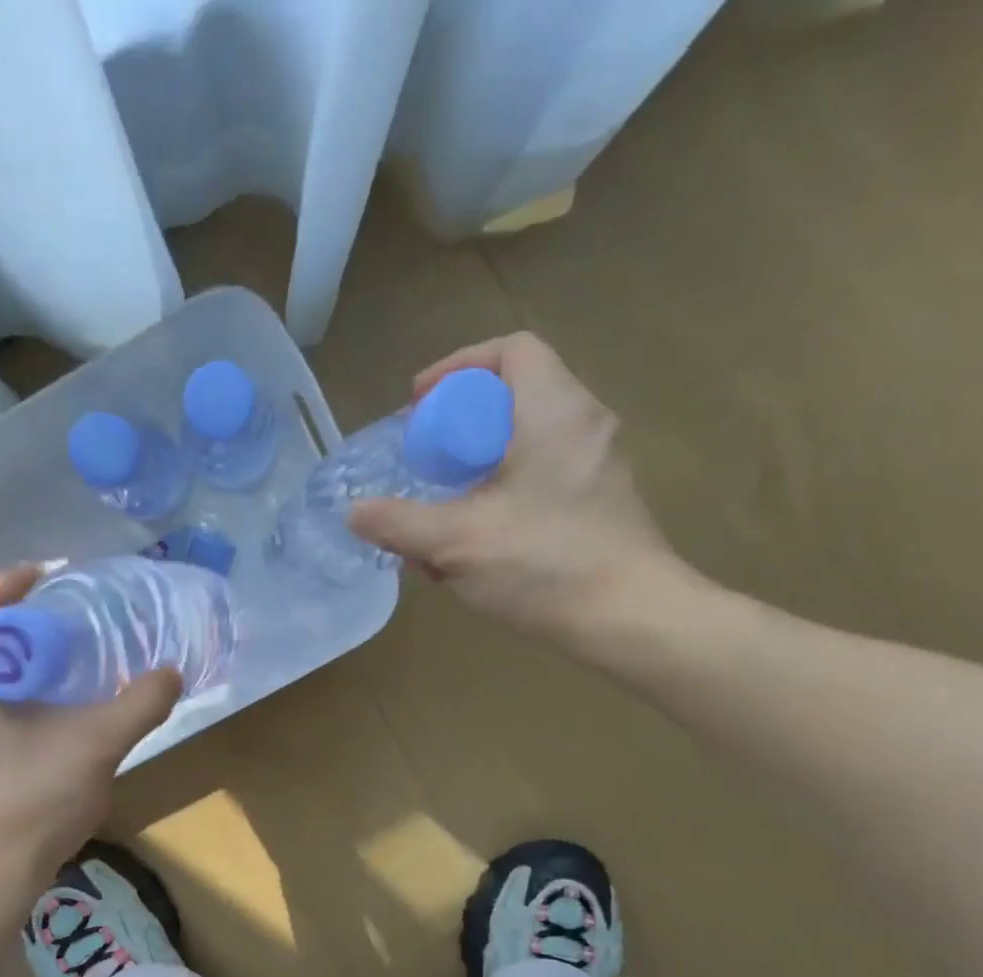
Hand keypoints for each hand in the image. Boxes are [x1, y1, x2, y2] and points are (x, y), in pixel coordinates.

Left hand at [0, 566, 179, 901]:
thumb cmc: (29, 805)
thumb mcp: (96, 747)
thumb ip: (138, 704)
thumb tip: (171, 674)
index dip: (12, 581)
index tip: (54, 574)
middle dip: (22, 622)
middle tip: (71, 621)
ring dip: (17, 663)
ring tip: (65, 667)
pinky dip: (10, 697)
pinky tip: (47, 721)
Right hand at [348, 332, 695, 656]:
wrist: (629, 618)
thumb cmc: (543, 563)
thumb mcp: (456, 542)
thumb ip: (399, 523)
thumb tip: (354, 513)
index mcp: (552, 410)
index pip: (511, 351)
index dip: (458, 367)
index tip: (420, 405)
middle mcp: (582, 425)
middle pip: (514, 399)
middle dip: (459, 429)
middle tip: (425, 463)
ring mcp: (598, 466)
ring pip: (526, 445)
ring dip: (478, 470)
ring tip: (444, 513)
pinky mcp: (601, 504)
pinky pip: (542, 478)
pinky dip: (503, 495)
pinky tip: (478, 544)